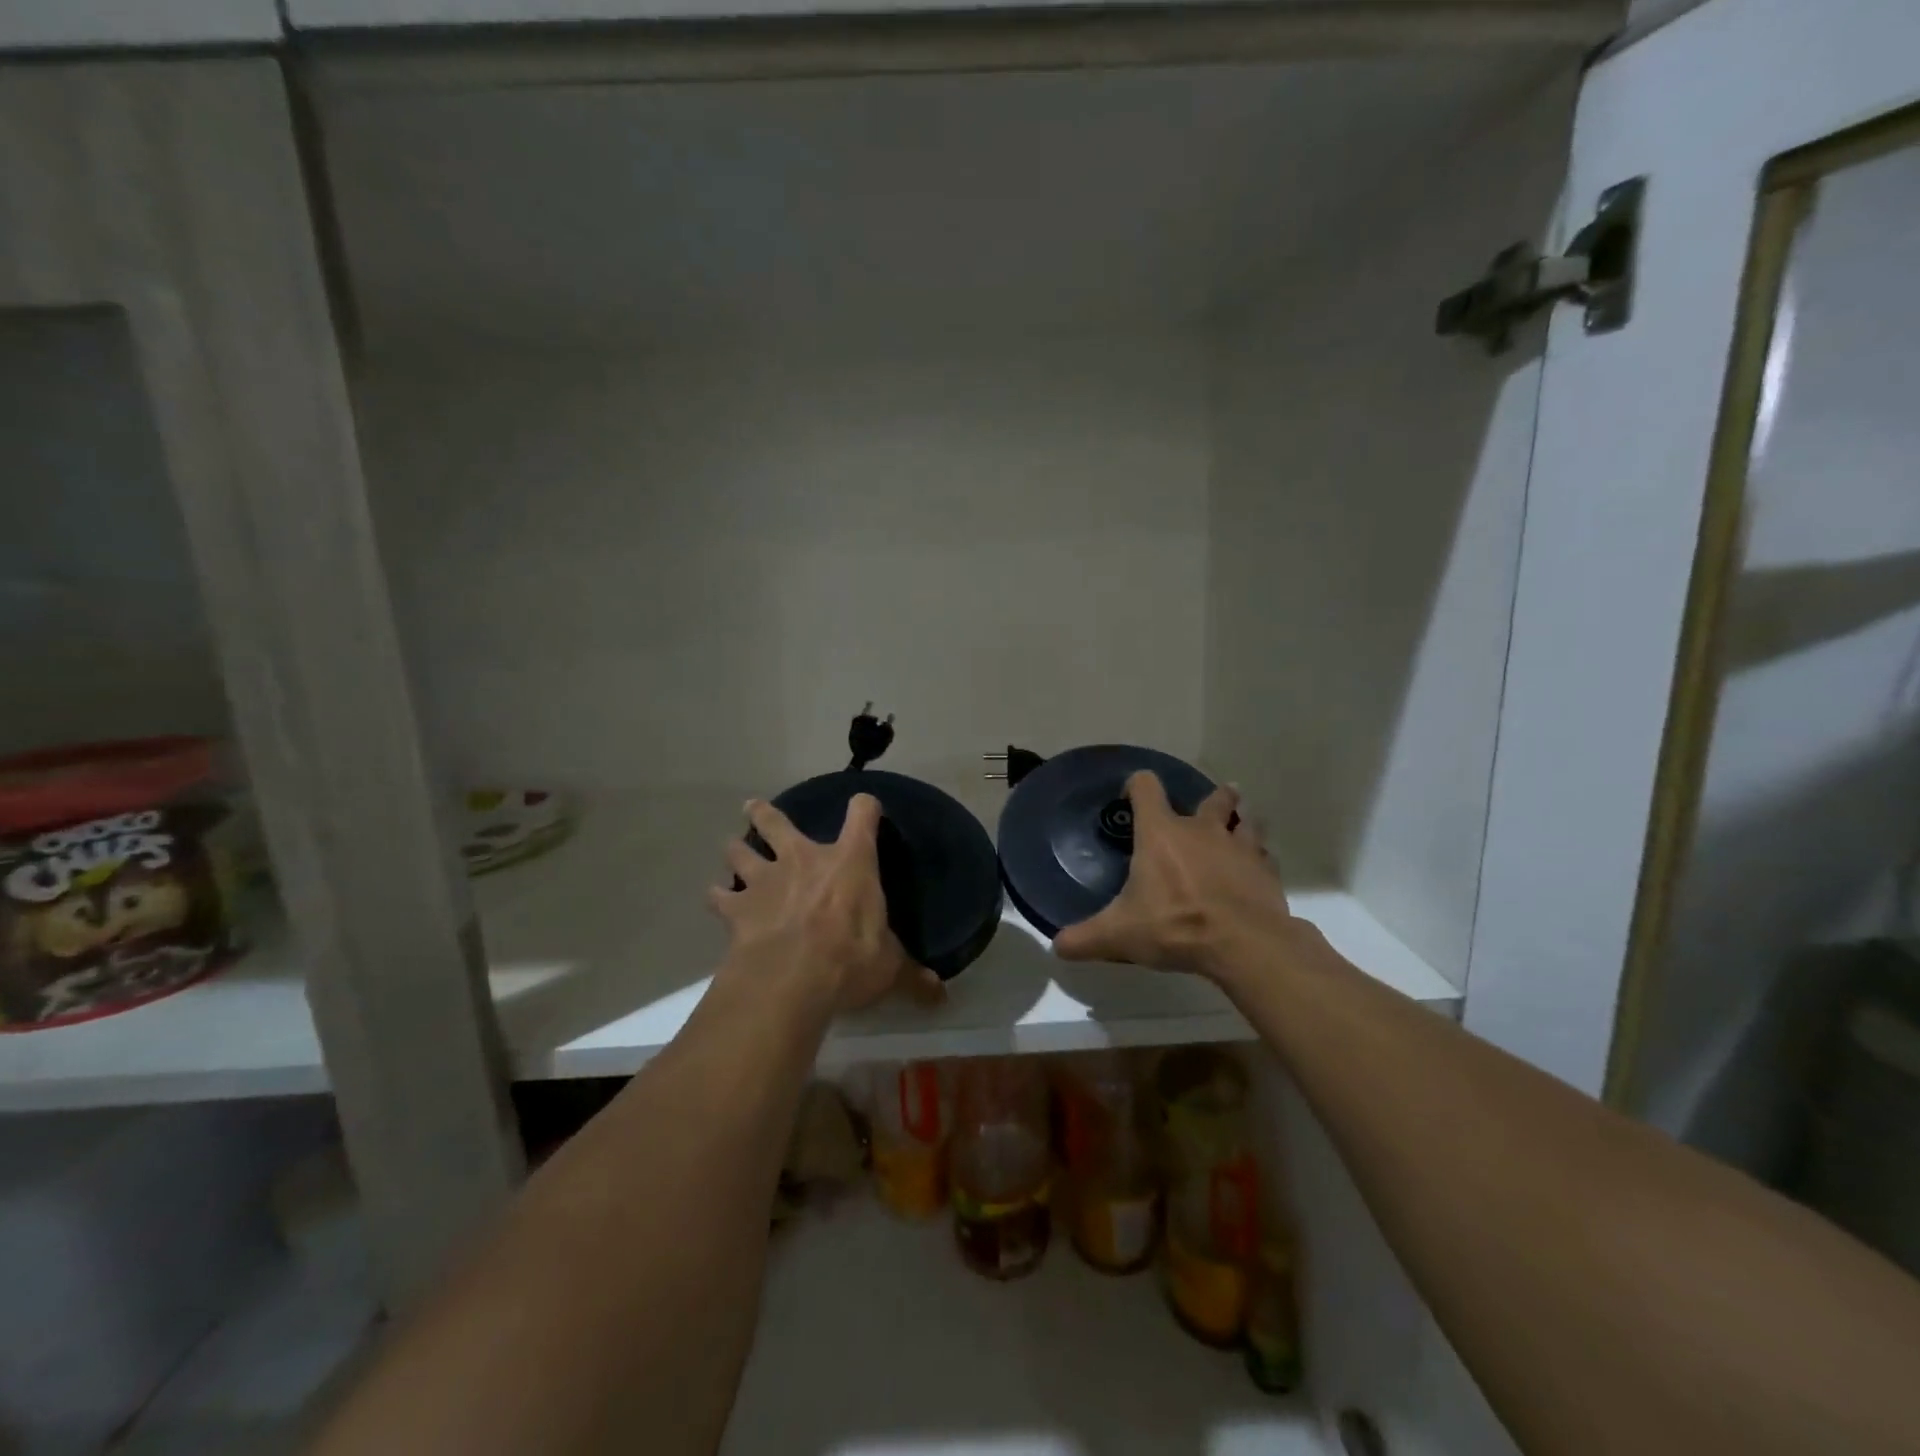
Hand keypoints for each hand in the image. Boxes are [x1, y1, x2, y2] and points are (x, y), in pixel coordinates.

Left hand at [709, 794, 943, 1013]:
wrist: (791, 978)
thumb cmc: (850, 960)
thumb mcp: (890, 968)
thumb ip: (912, 976)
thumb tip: (941, 997)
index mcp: (850, 861)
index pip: (862, 814)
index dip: (865, 807)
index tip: (866, 807)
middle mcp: (803, 858)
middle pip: (777, 822)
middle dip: (764, 813)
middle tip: (753, 807)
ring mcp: (765, 879)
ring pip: (741, 851)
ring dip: (736, 848)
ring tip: (732, 847)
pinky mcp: (737, 908)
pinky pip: (720, 896)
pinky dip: (718, 896)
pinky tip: (716, 899)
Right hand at [1052, 771, 1295, 982]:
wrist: (1244, 943)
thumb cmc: (1175, 926)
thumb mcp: (1119, 936)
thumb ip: (1085, 938)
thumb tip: (1056, 946)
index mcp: (1161, 834)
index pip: (1146, 787)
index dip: (1137, 785)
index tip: (1130, 797)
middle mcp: (1201, 830)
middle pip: (1212, 797)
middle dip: (1212, 797)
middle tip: (1208, 805)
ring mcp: (1239, 847)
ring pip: (1246, 820)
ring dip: (1242, 819)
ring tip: (1240, 824)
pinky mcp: (1266, 870)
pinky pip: (1264, 854)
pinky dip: (1258, 857)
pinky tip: (1254, 870)